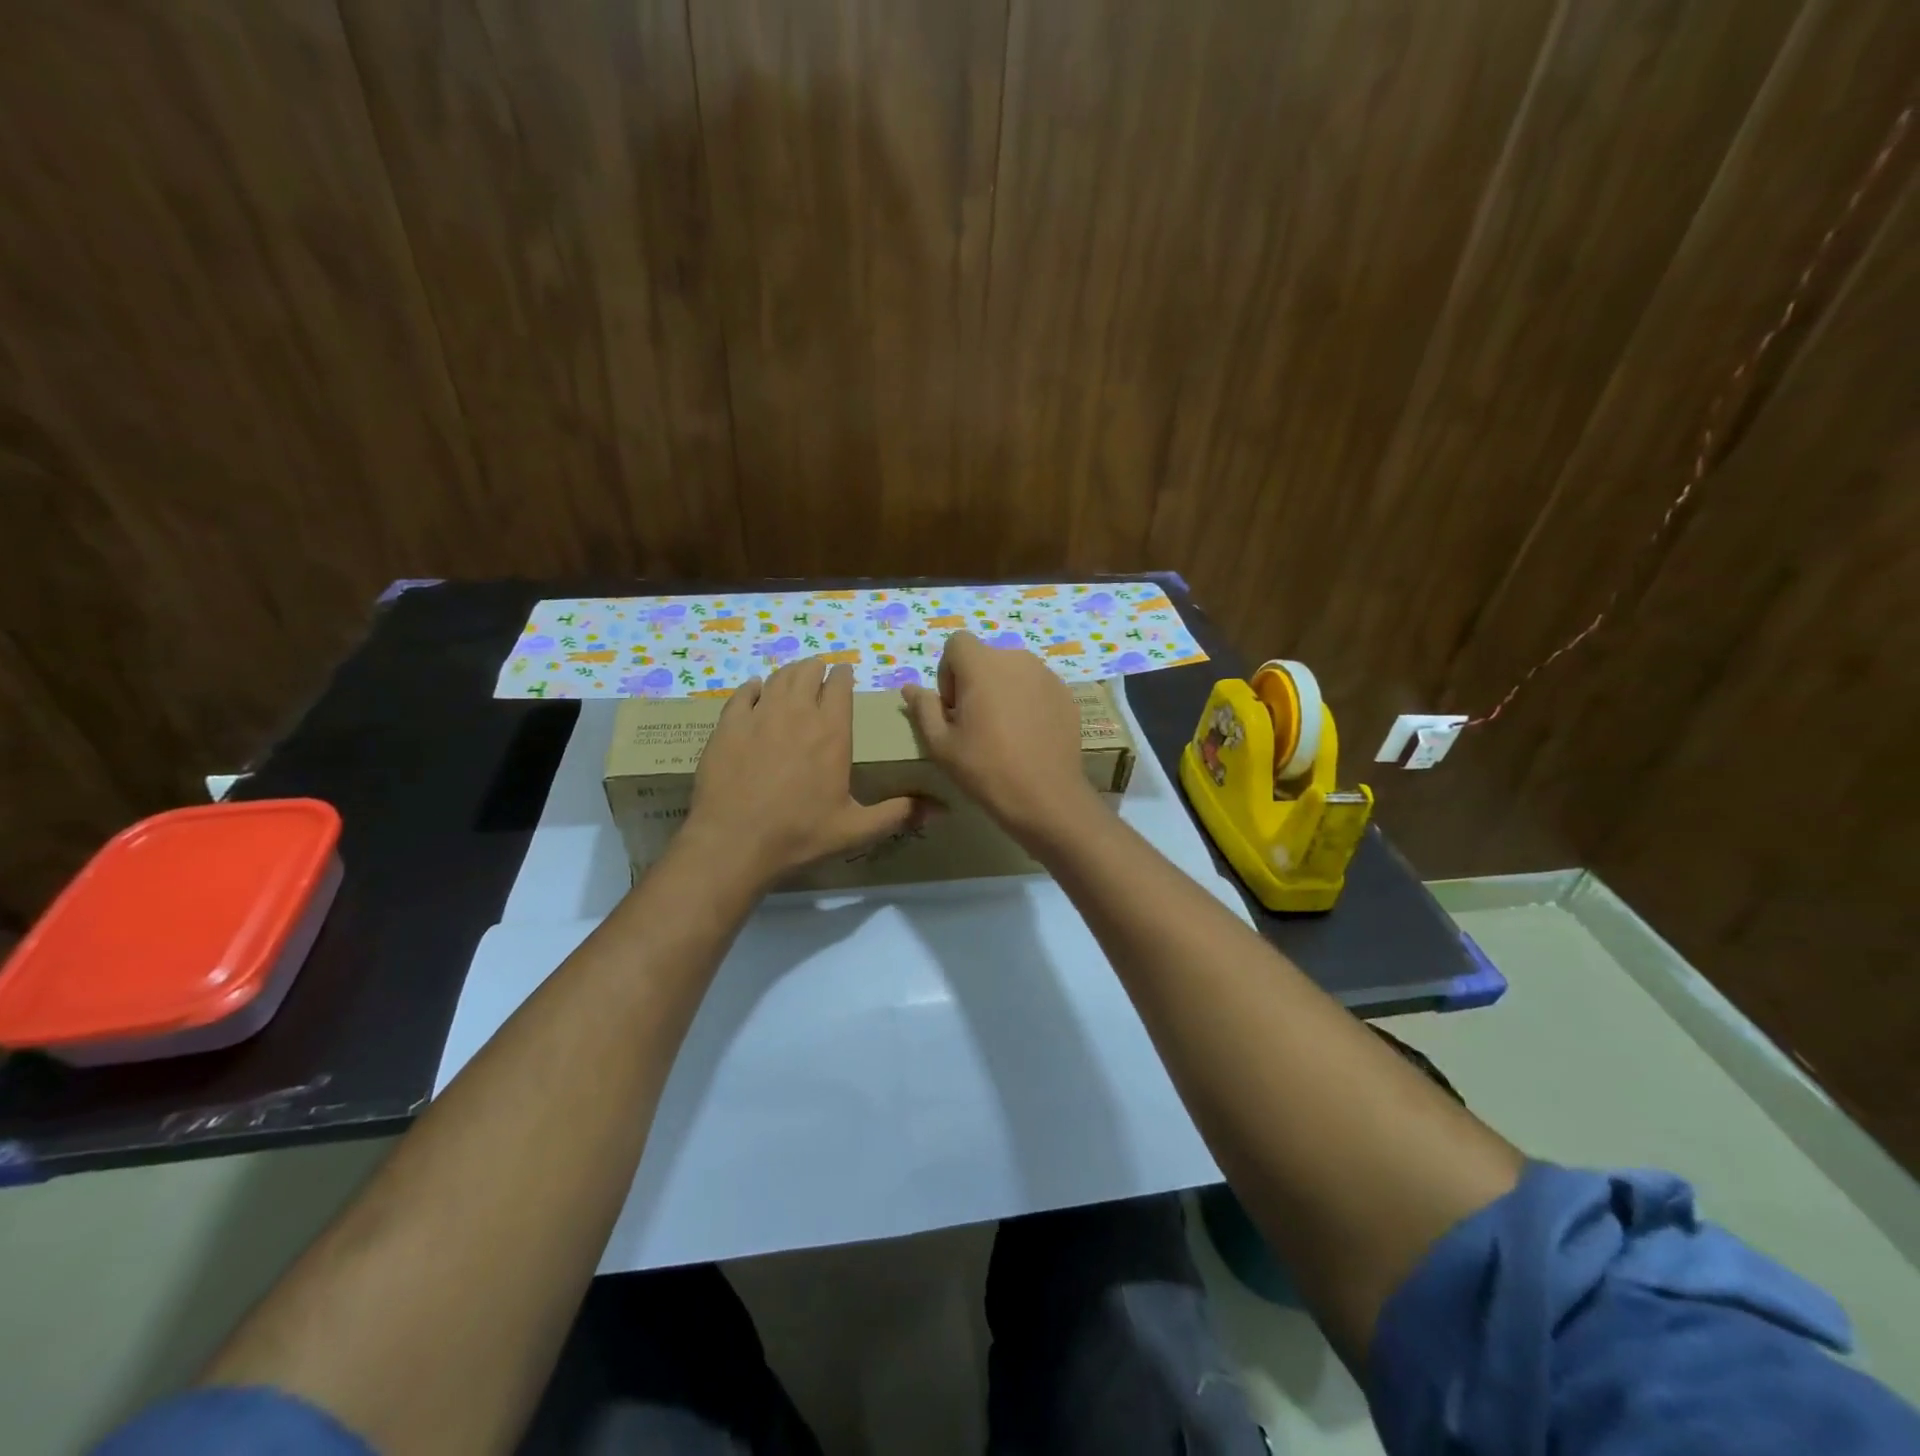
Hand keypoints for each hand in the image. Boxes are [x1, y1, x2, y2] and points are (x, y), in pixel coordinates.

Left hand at [688, 658, 921, 888]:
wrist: (734, 842)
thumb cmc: (800, 834)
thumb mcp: (856, 829)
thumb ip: (898, 813)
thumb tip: (942, 810)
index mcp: (832, 732)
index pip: (841, 685)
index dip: (844, 675)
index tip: (845, 674)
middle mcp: (798, 713)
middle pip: (808, 673)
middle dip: (817, 669)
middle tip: (819, 674)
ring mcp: (759, 716)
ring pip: (778, 678)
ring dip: (789, 673)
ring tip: (794, 677)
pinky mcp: (728, 726)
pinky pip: (743, 694)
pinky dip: (754, 688)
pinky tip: (756, 691)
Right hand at [903, 631, 1098, 841]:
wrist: (1045, 797)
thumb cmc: (985, 769)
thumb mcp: (941, 744)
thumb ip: (923, 708)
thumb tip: (910, 688)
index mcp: (983, 664)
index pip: (957, 643)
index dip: (948, 672)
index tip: (953, 708)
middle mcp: (1017, 659)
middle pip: (985, 658)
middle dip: (975, 683)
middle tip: (975, 725)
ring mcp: (1046, 675)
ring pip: (1013, 672)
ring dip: (1002, 691)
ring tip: (1003, 732)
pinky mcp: (1066, 694)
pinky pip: (1036, 687)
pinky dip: (1027, 702)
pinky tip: (1028, 737)